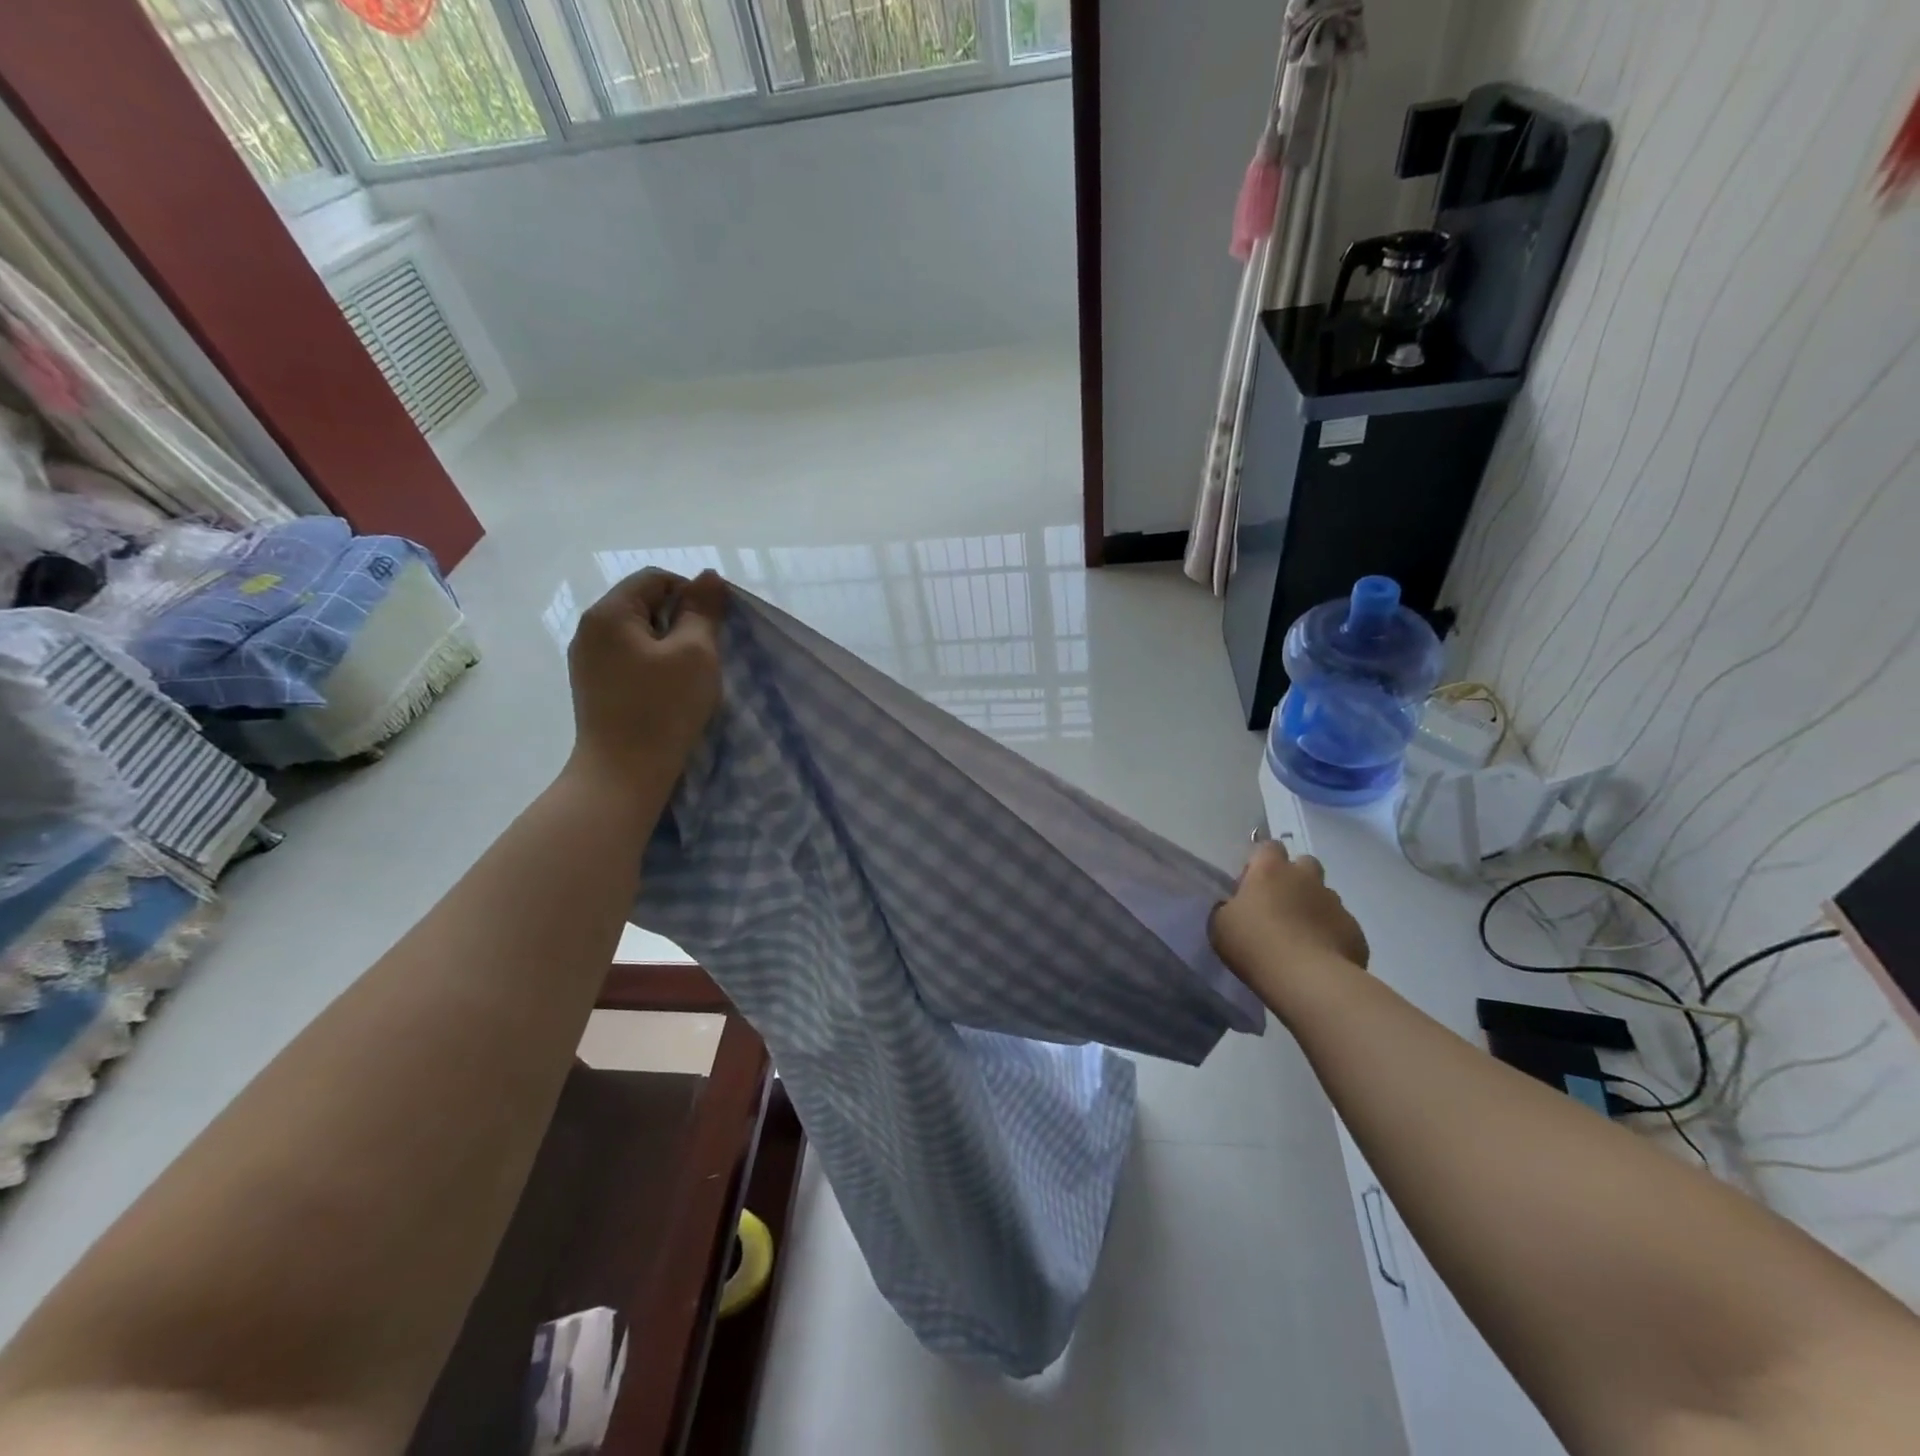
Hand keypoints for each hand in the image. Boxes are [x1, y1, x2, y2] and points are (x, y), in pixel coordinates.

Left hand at [565, 569, 726, 793]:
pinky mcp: (593, 687)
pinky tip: (669, 692)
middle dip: (680, 621)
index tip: (714, 628)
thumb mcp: (695, 653)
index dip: (691, 594)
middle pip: (644, 605)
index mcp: (608, 613)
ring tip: (689, 676)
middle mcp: (589, 630)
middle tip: (706, 654)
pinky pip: (629, 659)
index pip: (656, 579)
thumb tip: (708, 576)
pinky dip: (653, 666)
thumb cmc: (663, 708)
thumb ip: (703, 610)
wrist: (623, 774)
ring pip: (638, 634)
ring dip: (669, 646)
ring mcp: (587, 661)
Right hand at [1211, 841, 1368, 1009]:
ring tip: (1301, 935)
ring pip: (1325, 895)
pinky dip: (1330, 934)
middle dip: (1295, 877)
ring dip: (1313, 906)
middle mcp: (1306, 878)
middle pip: (1305, 863)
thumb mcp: (1220, 925)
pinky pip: (1340, 925)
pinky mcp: (1354, 930)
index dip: (1261, 861)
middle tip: (1280, 904)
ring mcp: (1335, 903)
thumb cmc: (1255, 944)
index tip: (1252, 883)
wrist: (1308, 979)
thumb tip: (1236, 907)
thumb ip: (1228, 908)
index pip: (1269, 846)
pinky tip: (1319, 955)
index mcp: (1270, 870)